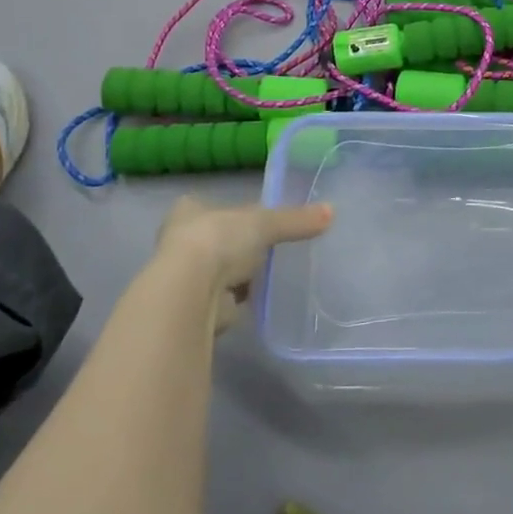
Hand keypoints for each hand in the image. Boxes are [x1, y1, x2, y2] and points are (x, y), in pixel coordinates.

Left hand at [153, 196, 333, 333]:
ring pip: (219, 270)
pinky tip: (260, 297)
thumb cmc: (219, 240)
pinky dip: (240, 299)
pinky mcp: (198, 307)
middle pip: (214, 239)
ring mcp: (186, 277)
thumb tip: (332, 212)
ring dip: (238, 274)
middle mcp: (180, 241)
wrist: (192, 292)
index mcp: (189, 212)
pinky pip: (225, 298)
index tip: (249, 217)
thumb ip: (295, 220)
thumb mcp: (264, 222)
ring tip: (268, 272)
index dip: (227, 211)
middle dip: (236, 245)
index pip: (206, 206)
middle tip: (265, 245)